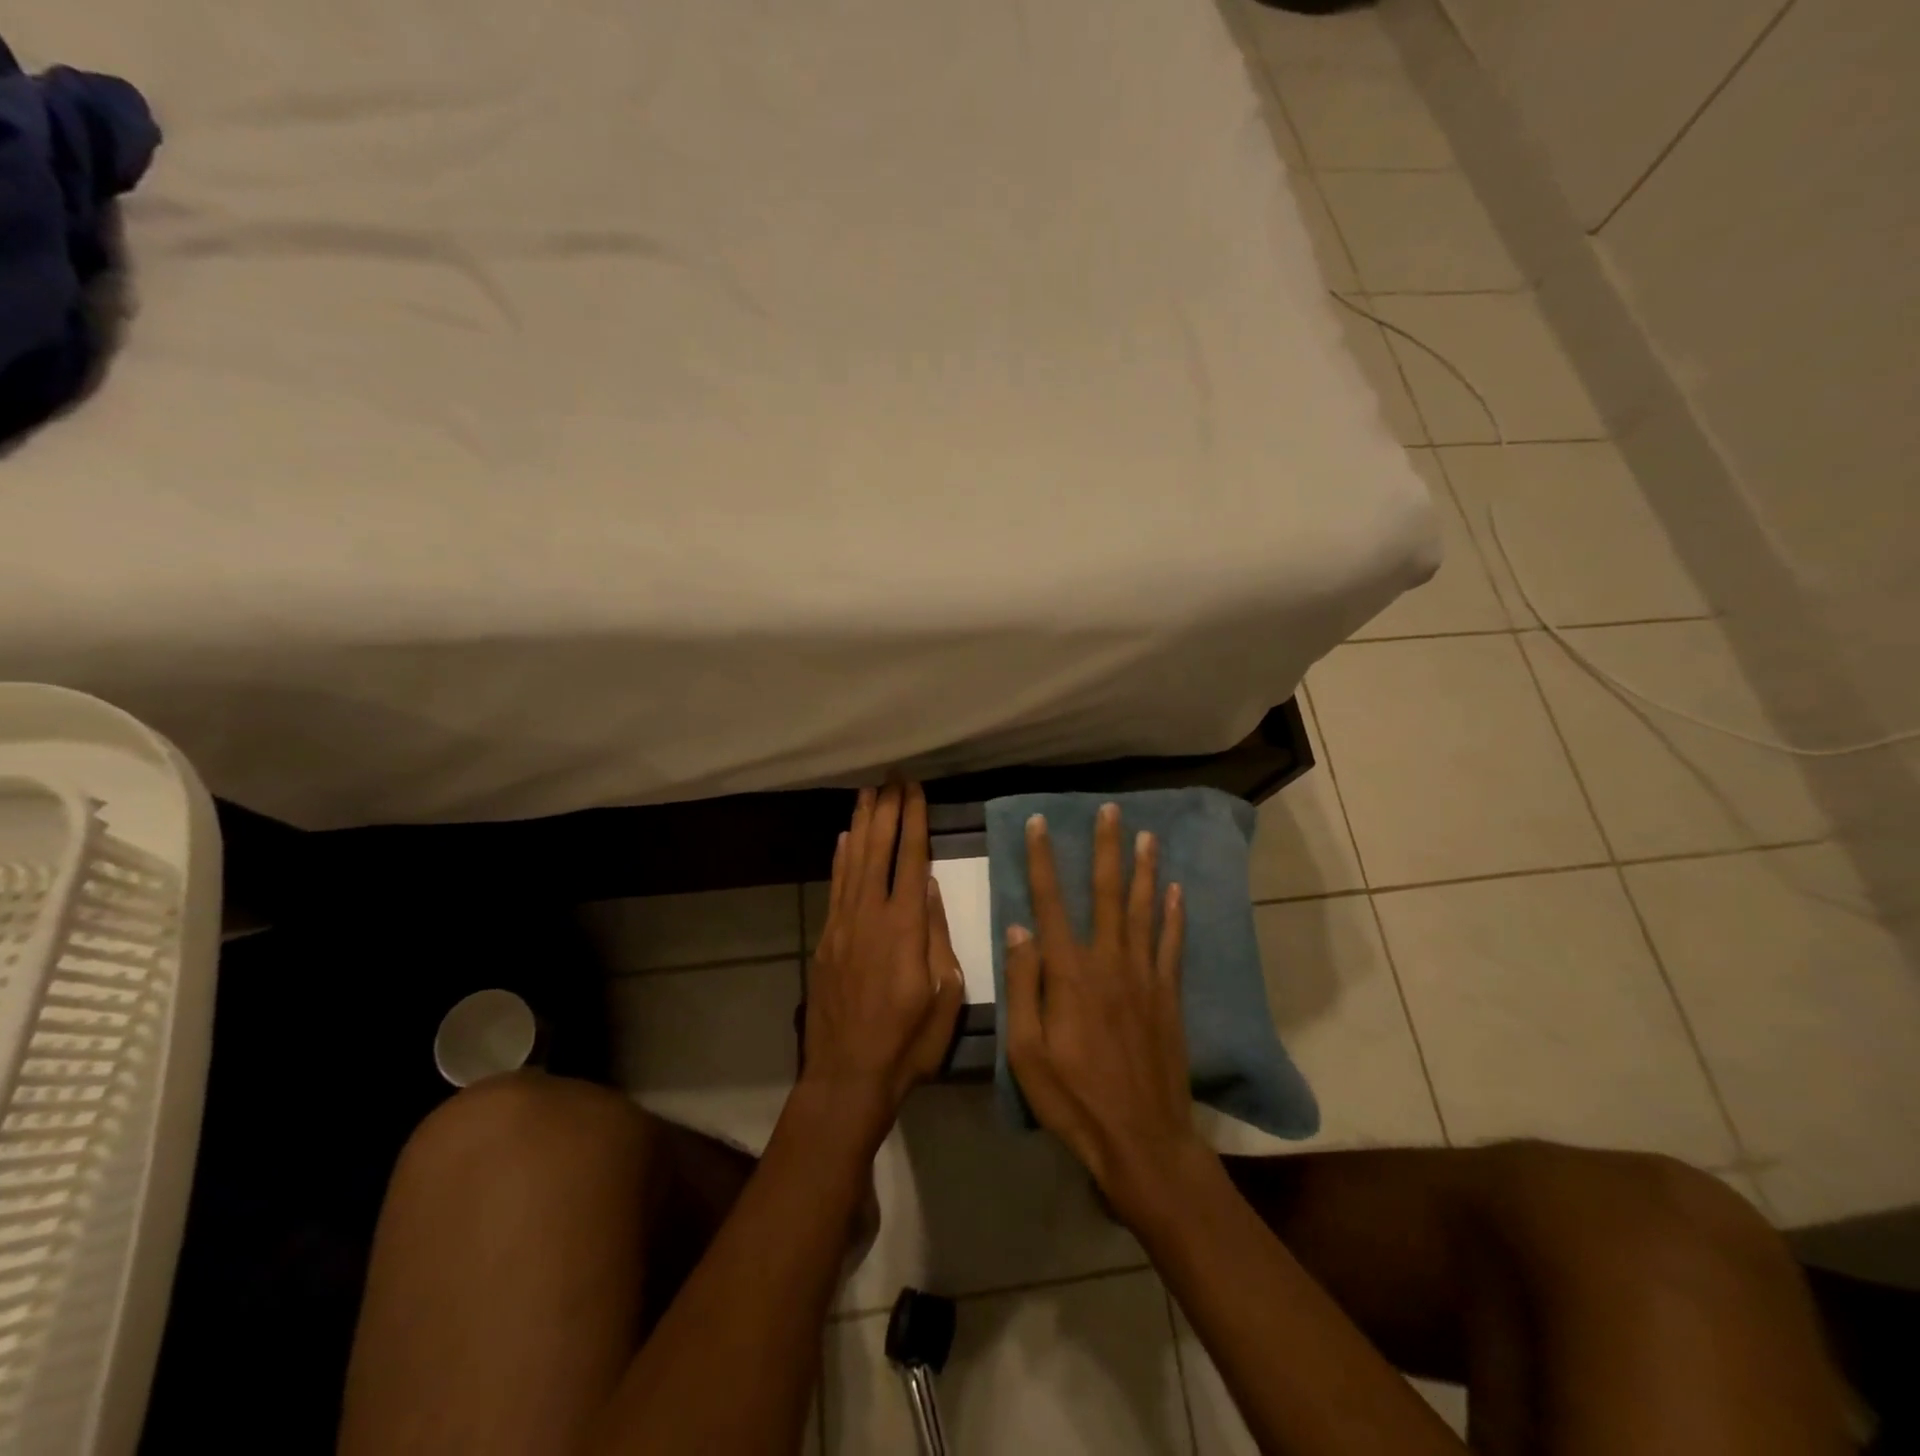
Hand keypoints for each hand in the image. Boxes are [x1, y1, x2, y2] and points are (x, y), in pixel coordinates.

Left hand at [801, 782, 963, 1151]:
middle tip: (892, 777)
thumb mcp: (944, 994)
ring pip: (853, 862)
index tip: (916, 789)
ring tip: (868, 793)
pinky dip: (840, 860)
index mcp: (905, 927)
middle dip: (887, 810)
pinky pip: (835, 888)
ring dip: (862, 824)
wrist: (848, 1076)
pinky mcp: (826, 940)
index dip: (914, 820)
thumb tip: (928, 885)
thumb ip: (937, 934)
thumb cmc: (909, 1042)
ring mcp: (843, 926)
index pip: (911, 858)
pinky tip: (845, 839)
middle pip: (878, 850)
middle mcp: (870, 916)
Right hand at [1004, 803, 1210, 1224]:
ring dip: (1145, 870)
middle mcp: (1109, 961)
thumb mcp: (1026, 1051)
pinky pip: (1172, 945)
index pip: (1051, 902)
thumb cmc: (1073, 1099)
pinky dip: (1175, 915)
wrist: (1142, 1140)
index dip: (1043, 860)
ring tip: (1147, 835)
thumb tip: (1019, 929)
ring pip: (1145, 910)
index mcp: (1069, 973)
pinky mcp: (1168, 996)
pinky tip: (1178, 891)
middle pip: (1107, 893)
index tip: (1040, 824)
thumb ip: (1023, 986)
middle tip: (1110, 810)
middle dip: (1106, 848)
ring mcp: (1144, 977)